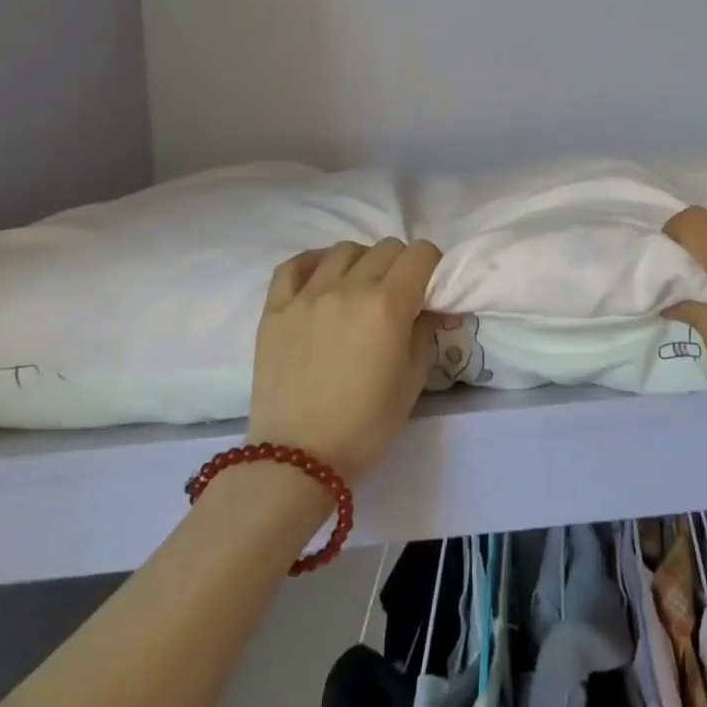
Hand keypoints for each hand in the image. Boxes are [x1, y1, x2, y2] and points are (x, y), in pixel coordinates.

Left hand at [247, 238, 442, 479]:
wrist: (297, 459)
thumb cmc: (366, 424)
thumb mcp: (413, 380)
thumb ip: (424, 332)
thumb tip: (429, 307)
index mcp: (388, 305)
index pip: (420, 253)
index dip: (432, 265)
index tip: (429, 286)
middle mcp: (349, 288)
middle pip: (386, 248)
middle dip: (400, 264)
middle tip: (398, 293)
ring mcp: (307, 295)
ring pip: (344, 250)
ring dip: (361, 262)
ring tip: (359, 288)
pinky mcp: (275, 308)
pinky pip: (294, 265)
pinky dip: (314, 263)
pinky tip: (321, 278)